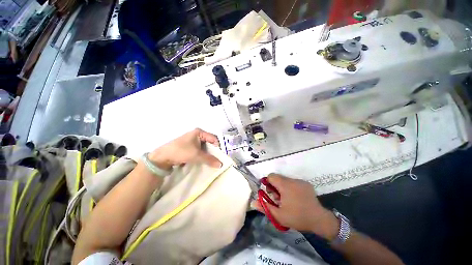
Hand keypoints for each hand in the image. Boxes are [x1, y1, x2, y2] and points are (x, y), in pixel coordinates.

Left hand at [148, 128, 221, 169]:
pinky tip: (204, 161)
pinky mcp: (190, 147)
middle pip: (210, 143)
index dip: (218, 147)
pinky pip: (200, 150)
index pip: (214, 138)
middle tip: (217, 160)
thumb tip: (221, 164)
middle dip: (213, 151)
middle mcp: (197, 135)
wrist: (163, 157)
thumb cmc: (181, 151)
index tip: (220, 156)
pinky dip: (203, 155)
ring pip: (205, 147)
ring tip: (211, 162)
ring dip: (208, 154)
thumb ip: (209, 159)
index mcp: (199, 132)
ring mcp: (193, 141)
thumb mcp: (196, 155)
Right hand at [253, 174, 338, 239]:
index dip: (267, 183)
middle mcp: (292, 180)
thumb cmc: (297, 217)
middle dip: (275, 187)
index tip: (270, 193)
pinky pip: (294, 182)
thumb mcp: (278, 215)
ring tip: (287, 200)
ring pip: (286, 180)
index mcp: (285, 185)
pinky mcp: (306, 184)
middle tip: (278, 199)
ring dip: (283, 187)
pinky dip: (291, 188)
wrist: (319, 220)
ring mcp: (301, 181)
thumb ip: (264, 207)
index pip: (271, 176)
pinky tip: (295, 198)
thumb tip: (252, 202)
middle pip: (278, 178)